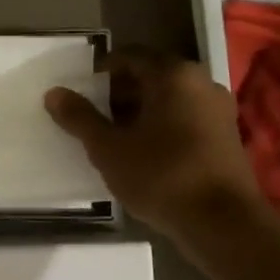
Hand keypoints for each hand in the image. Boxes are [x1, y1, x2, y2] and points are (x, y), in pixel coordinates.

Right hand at [44, 47, 263, 254]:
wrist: (222, 223)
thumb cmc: (161, 175)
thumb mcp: (108, 148)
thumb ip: (80, 118)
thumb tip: (54, 93)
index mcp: (173, 74)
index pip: (129, 56)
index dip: (101, 73)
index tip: (81, 94)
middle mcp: (201, 82)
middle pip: (151, 76)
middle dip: (119, 94)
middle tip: (93, 117)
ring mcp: (217, 109)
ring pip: (168, 99)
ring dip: (140, 112)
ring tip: (113, 138)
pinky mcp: (226, 135)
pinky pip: (184, 117)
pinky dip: (161, 126)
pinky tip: (143, 153)